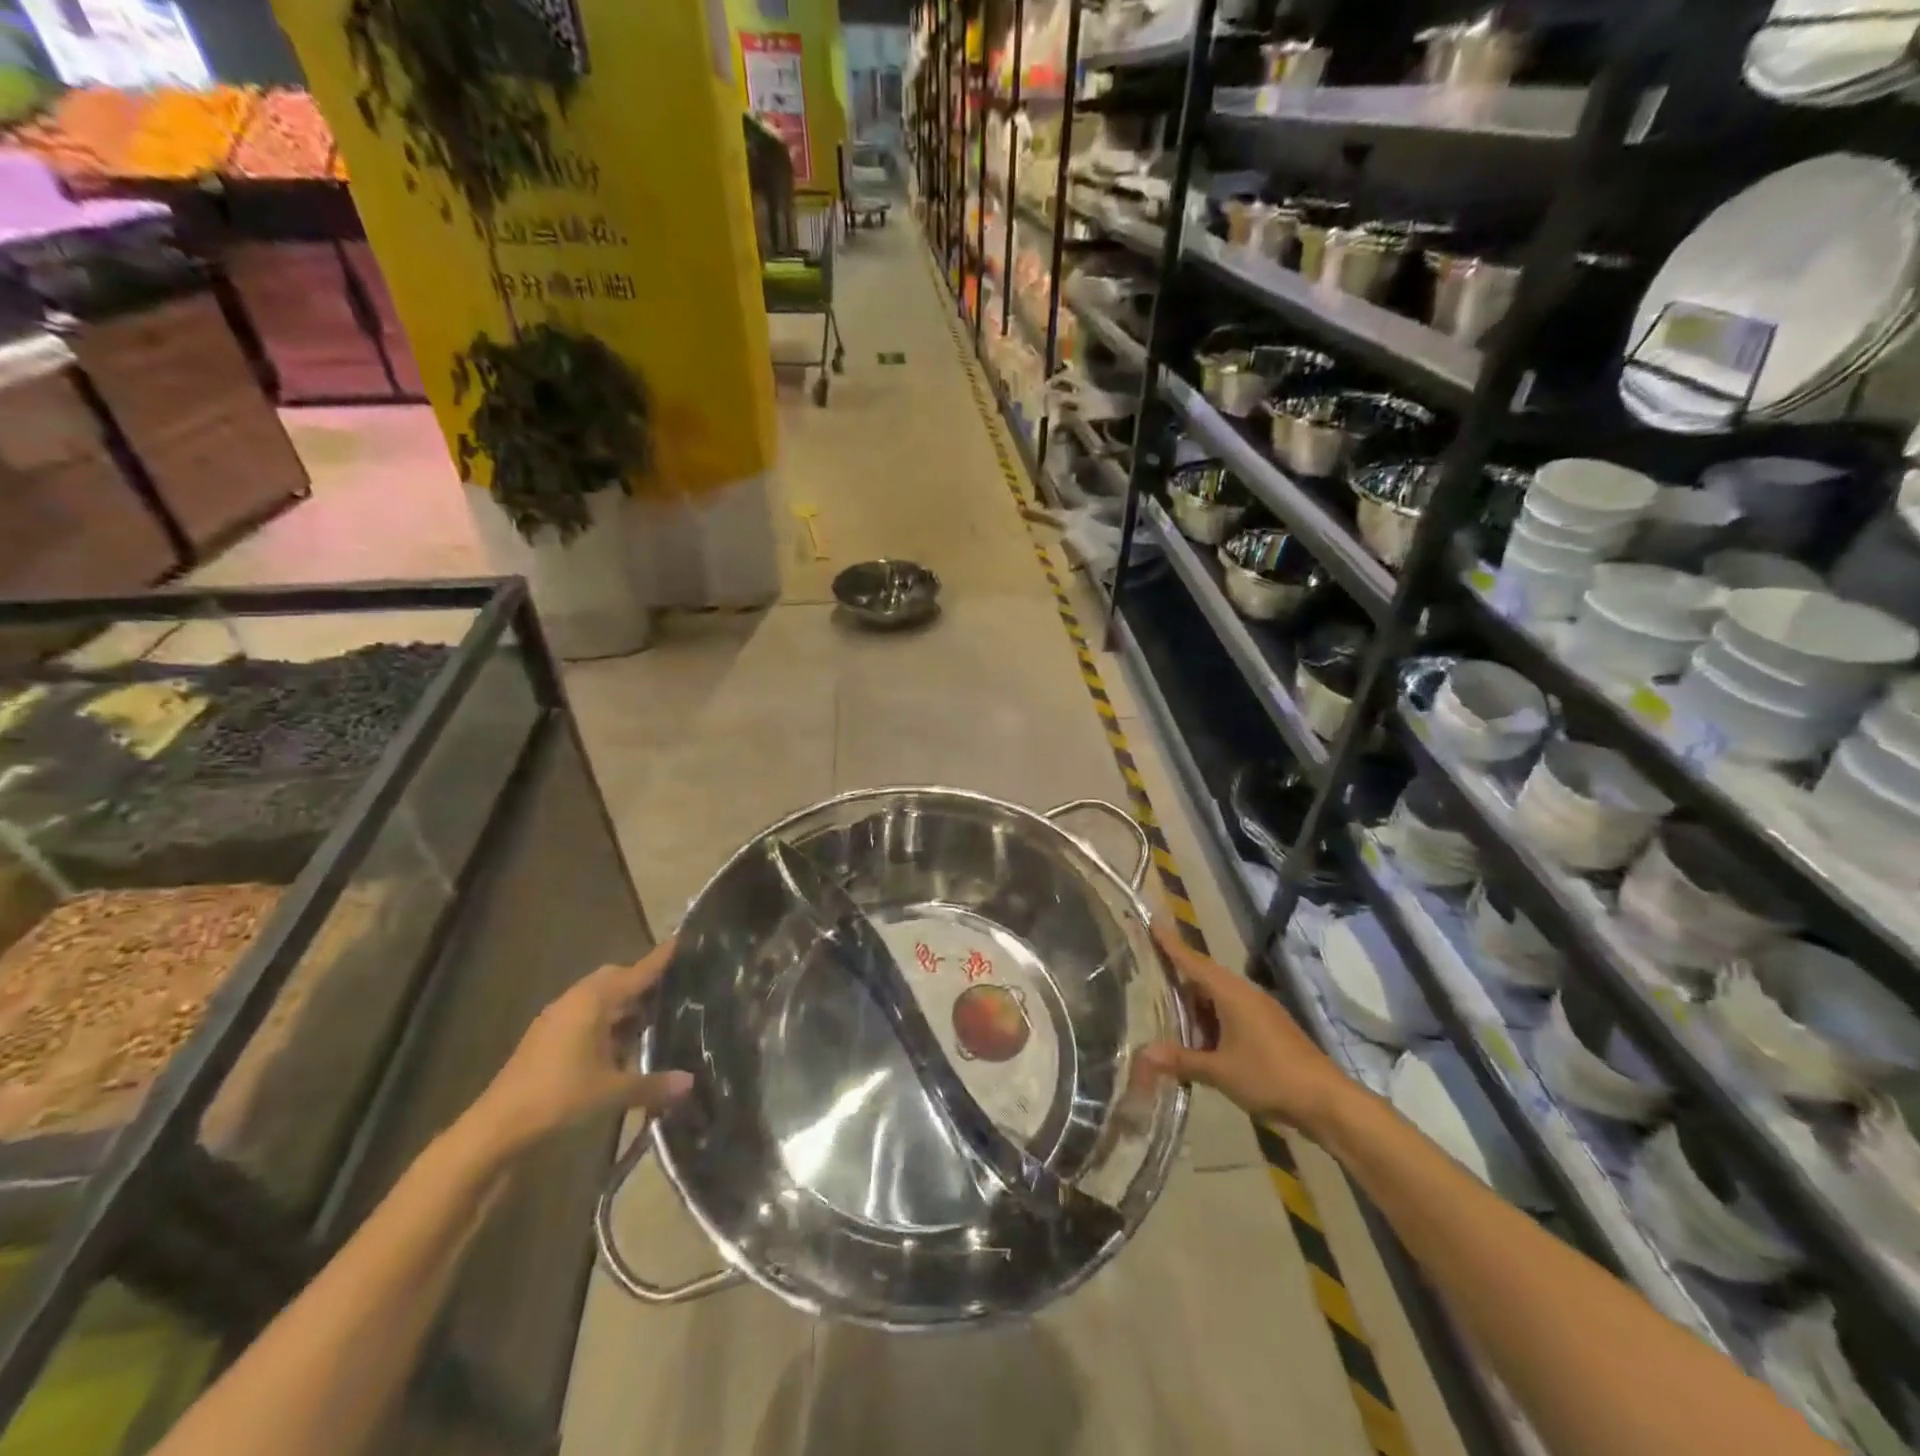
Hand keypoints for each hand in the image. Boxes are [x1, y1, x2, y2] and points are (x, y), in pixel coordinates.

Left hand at [467, 939, 692, 1158]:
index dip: (661, 957)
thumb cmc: (558, 1096)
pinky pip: (585, 1015)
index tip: (683, 939)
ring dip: (623, 1003)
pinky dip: (606, 1020)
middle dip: (641, 980)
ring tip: (652, 1017)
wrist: (496, 1127)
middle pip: (615, 978)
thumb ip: (653, 1084)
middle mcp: (575, 1000)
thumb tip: (690, 1083)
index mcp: (594, 1001)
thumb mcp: (612, 1092)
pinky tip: (620, 1044)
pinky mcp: (546, 1037)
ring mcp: (557, 1018)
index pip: (637, 971)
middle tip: (672, 987)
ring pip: (598, 998)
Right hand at [1139, 917, 1349, 1134]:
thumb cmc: (1269, 1076)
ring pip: (1219, 999)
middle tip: (1148, 979)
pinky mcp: (1269, 1028)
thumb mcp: (1220, 1071)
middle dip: (1178, 980)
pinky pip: (1232, 1014)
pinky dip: (1212, 1022)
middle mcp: (1245, 994)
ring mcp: (1260, 1010)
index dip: (1171, 945)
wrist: (1326, 1101)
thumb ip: (1182, 1060)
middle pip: (1205, 978)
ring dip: (1196, 1008)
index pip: (1193, 961)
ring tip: (1167, 1016)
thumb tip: (1144, 1054)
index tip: (1152, 924)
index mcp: (1231, 993)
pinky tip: (1200, 1042)